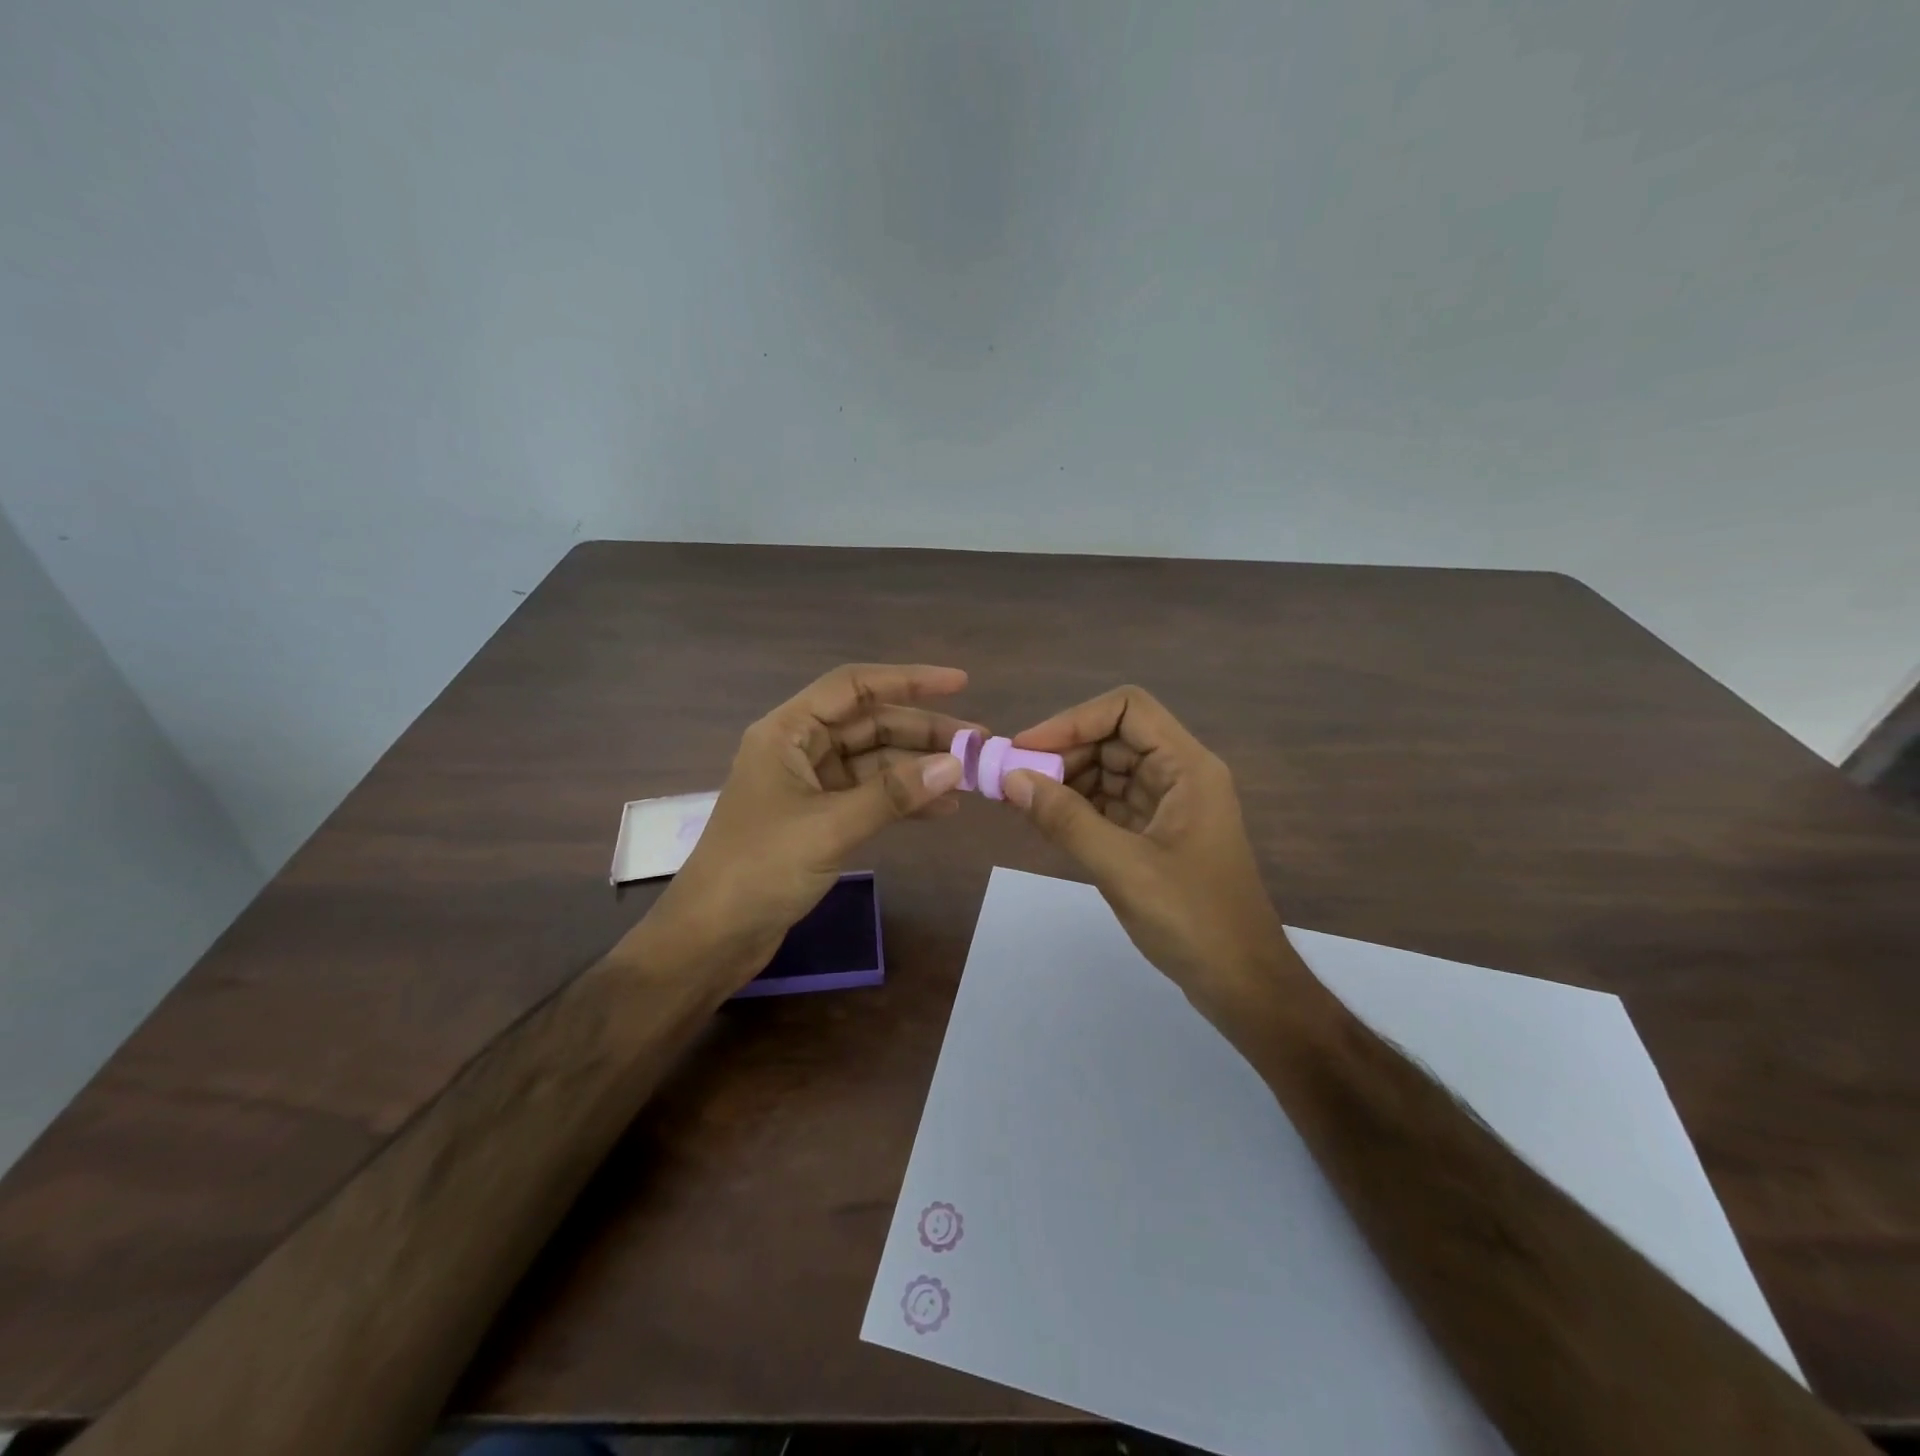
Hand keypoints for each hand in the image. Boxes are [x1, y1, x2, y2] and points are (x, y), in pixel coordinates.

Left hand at [650, 664, 972, 987]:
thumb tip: (955, 764)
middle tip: (977, 743)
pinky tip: (942, 809)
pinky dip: (903, 799)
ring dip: (918, 767)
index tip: (960, 682)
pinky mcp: (818, 818)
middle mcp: (799, 749)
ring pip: (874, 762)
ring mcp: (809, 785)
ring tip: (970, 777)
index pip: (854, 687)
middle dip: (923, 731)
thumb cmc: (760, 869)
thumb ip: (893, 794)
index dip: (908, 680)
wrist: (712, 937)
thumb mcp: (830, 826)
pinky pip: (869, 796)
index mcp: (787, 732)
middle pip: (870, 724)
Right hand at [1002, 686, 1305, 1033]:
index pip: (1127, 709)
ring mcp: (1169, 806)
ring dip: (1067, 781)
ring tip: (1023, 801)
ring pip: (1109, 772)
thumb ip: (1066, 820)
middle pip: (1114, 738)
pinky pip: (1111, 805)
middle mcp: (1180, 776)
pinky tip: (1046, 822)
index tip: (1027, 749)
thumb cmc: (1193, 920)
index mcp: (1187, 768)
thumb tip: (1011, 779)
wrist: (1242, 983)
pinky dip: (1078, 808)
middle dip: (1064, 753)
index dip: (1074, 720)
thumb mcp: (1123, 867)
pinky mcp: (1157, 835)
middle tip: (1016, 781)